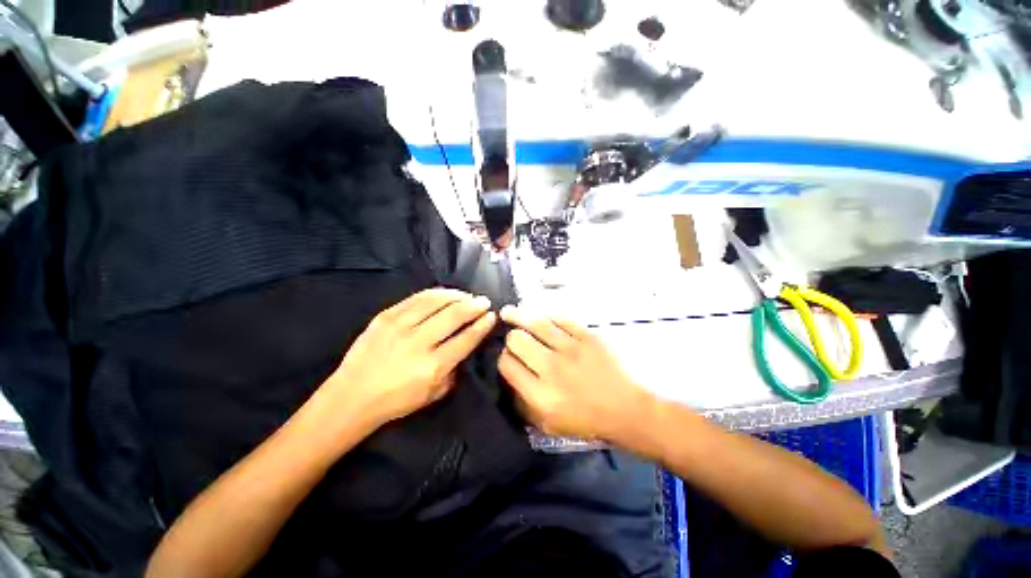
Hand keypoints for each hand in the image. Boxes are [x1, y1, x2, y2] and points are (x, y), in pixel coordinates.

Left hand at [324, 289, 495, 427]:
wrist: (352, 396)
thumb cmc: (396, 401)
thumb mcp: (434, 394)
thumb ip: (454, 370)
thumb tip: (465, 347)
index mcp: (432, 366)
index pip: (466, 339)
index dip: (482, 325)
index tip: (491, 316)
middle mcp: (418, 343)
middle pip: (454, 316)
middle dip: (474, 306)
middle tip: (484, 301)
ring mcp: (399, 326)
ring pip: (436, 302)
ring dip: (457, 296)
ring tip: (467, 295)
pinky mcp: (385, 317)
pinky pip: (416, 298)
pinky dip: (435, 294)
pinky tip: (445, 294)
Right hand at [498, 306, 653, 442]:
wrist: (627, 409)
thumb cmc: (587, 420)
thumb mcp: (549, 425)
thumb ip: (524, 404)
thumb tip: (509, 378)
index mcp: (540, 395)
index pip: (507, 365)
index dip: (502, 358)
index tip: (508, 357)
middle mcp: (552, 369)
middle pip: (517, 340)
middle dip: (511, 338)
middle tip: (515, 340)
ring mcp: (571, 349)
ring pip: (535, 323)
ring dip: (518, 316)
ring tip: (508, 312)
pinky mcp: (588, 336)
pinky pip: (559, 318)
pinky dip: (545, 315)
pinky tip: (539, 315)